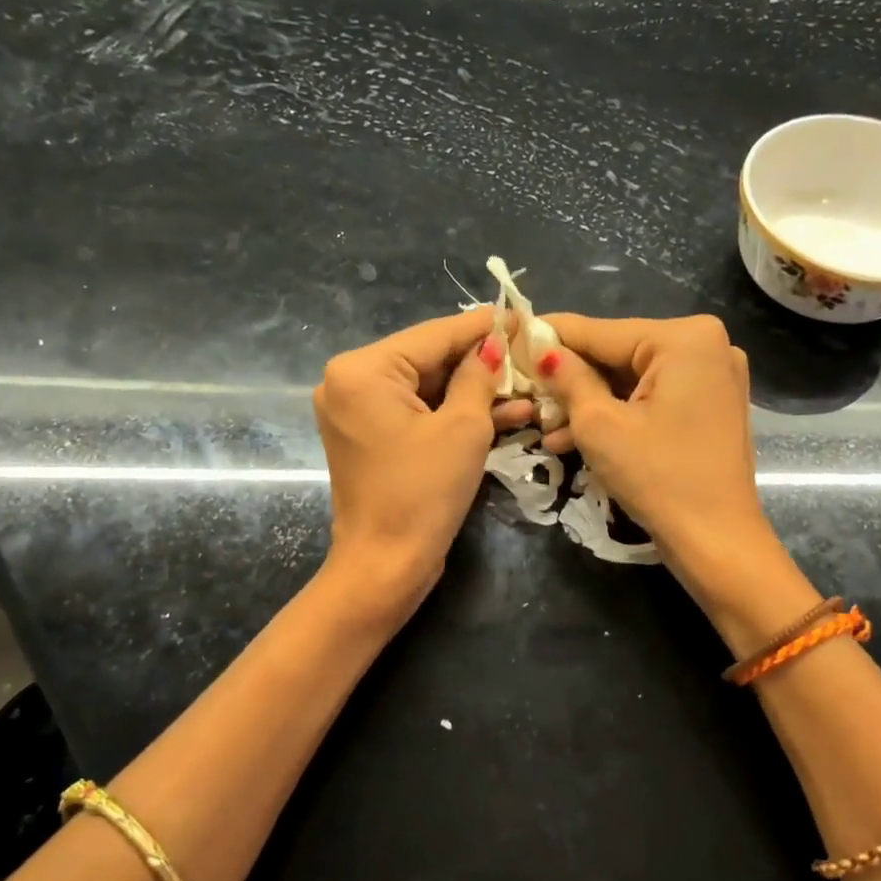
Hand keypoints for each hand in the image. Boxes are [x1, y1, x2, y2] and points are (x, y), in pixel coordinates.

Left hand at [313, 307, 533, 608]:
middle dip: (482, 362)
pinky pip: (418, 414)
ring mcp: (357, 411)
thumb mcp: (463, 428)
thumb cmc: (423, 493)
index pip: (434, 335)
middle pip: (429, 359)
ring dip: (476, 392)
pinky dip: (454, 415)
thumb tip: (495, 342)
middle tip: (530, 353)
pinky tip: (507, 413)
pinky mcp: (372, 437)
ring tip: (529, 387)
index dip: (483, 326)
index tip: (523, 314)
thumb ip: (479, 376)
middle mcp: (350, 382)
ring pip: (428, 389)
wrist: (386, 566)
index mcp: (362, 370)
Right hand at [536, 314, 772, 576]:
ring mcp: (712, 376)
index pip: (601, 331)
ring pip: (631, 380)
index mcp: (684, 338)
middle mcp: (706, 345)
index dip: (550, 336)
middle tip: (524, 392)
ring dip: (587, 403)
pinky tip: (572, 438)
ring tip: (542, 426)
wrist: (716, 541)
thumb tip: (540, 349)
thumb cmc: (656, 477)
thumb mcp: (599, 425)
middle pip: (617, 354)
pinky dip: (617, 415)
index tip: (510, 337)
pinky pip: (651, 398)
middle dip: (569, 380)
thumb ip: (567, 378)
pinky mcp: (709, 405)